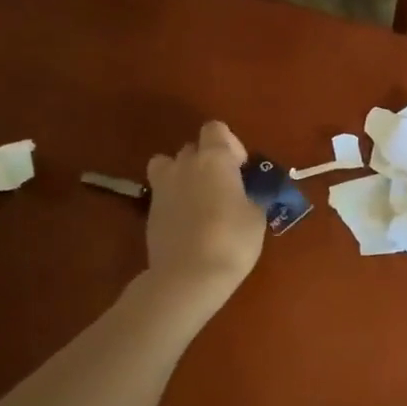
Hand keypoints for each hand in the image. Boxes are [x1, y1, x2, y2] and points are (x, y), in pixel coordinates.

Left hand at [144, 121, 265, 304]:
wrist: (187, 277)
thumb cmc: (232, 240)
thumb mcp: (257, 215)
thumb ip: (253, 194)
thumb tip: (250, 190)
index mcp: (215, 158)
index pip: (216, 129)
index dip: (230, 144)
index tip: (240, 169)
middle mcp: (185, 164)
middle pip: (193, 147)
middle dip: (207, 160)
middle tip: (224, 188)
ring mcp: (162, 186)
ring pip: (170, 166)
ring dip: (184, 175)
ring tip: (199, 200)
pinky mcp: (149, 210)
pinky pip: (163, 192)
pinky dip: (174, 199)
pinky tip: (188, 222)